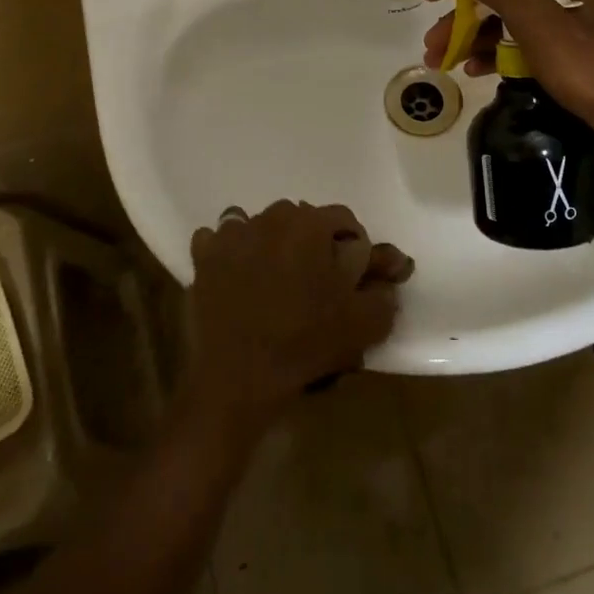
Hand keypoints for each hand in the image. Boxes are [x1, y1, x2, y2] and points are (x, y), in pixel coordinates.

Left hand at [184, 201, 413, 436]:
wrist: (239, 376)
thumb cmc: (306, 343)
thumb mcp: (364, 323)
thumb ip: (383, 290)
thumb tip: (389, 269)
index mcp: (311, 224)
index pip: (344, 220)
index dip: (354, 247)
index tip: (353, 277)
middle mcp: (271, 217)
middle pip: (302, 219)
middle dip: (313, 244)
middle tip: (316, 282)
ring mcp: (233, 233)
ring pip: (261, 226)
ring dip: (272, 244)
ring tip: (275, 279)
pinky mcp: (204, 255)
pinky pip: (221, 240)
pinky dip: (230, 252)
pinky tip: (237, 276)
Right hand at [420, 0, 593, 150]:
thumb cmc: (586, 62)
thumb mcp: (533, 19)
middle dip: (462, 18)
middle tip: (433, 45)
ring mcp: (567, 18)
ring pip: (507, 20)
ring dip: (474, 38)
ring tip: (445, 62)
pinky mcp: (569, 48)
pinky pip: (523, 42)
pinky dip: (498, 53)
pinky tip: (477, 71)